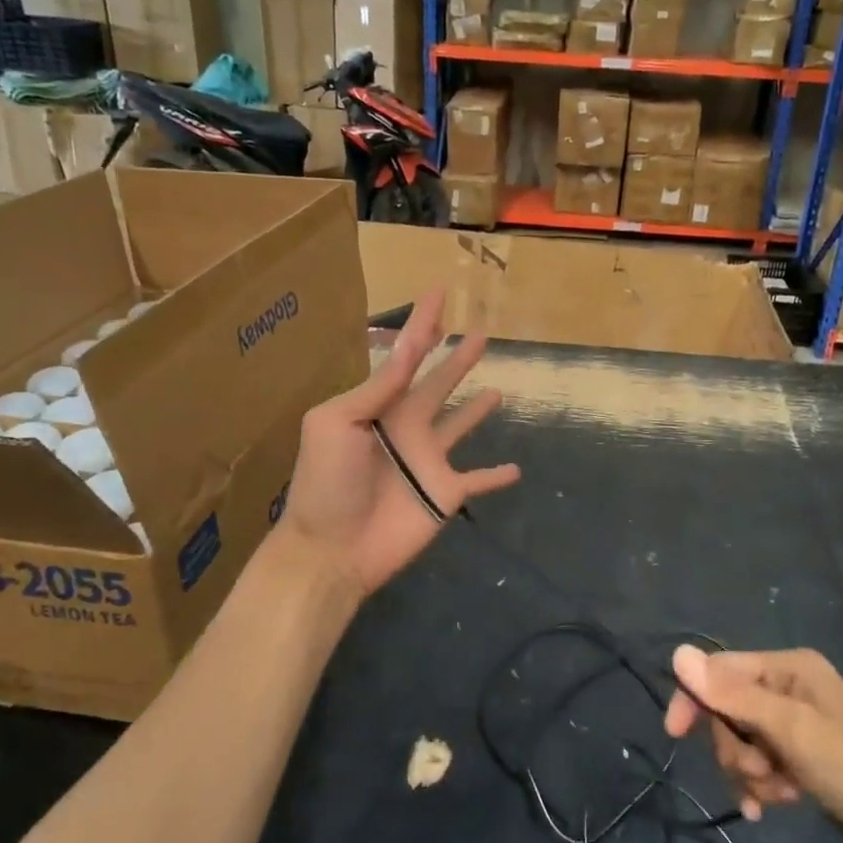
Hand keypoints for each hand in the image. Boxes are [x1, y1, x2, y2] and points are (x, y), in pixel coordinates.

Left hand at [282, 289, 519, 597]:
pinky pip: (478, 482)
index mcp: (380, 405)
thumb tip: (409, 349)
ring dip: (477, 409)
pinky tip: (516, 469)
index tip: (438, 293)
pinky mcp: (445, 494)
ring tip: (500, 389)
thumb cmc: (326, 482)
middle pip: (440, 383)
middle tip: (480, 332)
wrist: (331, 549)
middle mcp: (408, 426)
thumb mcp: (336, 423)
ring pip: (460, 426)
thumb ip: (376, 388)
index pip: (407, 355)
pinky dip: (496, 476)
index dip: (422, 323)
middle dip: (457, 358)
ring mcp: (429, 461)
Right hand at [664, 645, 842, 842]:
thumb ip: (732, 694)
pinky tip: (777, 805)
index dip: (694, 697)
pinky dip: (764, 783)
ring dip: (750, 771)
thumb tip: (678, 653)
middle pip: (729, 709)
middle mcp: (789, 686)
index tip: (674, 733)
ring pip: (743, 740)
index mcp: (787, 667)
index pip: (720, 669)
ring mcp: (797, 722)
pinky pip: (763, 761)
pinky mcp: (803, 754)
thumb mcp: (788, 728)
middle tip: (758, 774)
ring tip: (775, 794)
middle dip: (735, 747)